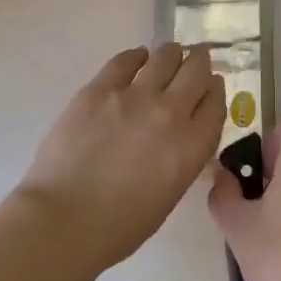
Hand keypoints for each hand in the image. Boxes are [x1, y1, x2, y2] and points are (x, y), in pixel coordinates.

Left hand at [19, 45, 224, 270]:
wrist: (64, 220)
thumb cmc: (119, 226)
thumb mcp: (169, 194)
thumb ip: (182, 157)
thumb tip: (179, 135)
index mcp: (191, 146)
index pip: (216, 103)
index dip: (215, 91)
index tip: (211, 87)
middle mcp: (170, 112)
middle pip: (196, 71)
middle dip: (199, 63)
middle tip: (196, 60)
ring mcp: (134, 95)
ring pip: (165, 56)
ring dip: (172, 54)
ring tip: (168, 56)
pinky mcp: (101, 88)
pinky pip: (126, 60)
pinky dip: (137, 57)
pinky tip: (137, 59)